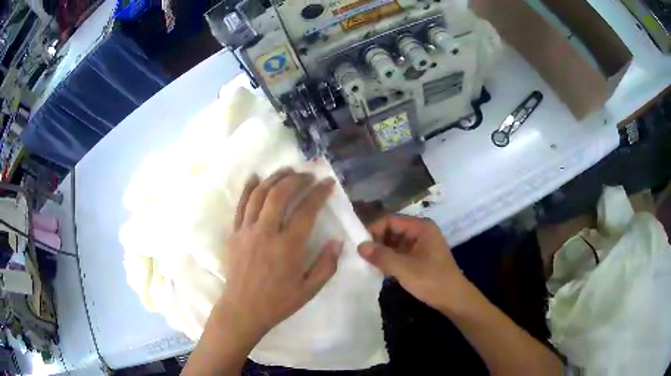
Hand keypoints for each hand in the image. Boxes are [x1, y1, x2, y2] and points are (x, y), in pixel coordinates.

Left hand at [219, 169, 341, 339]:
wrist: (242, 310)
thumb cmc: (278, 302)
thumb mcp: (309, 290)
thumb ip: (326, 265)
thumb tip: (337, 241)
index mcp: (288, 247)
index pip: (306, 210)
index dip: (319, 193)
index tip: (328, 183)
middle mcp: (266, 232)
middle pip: (280, 194)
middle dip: (296, 179)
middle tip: (308, 175)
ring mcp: (246, 230)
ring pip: (259, 195)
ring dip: (274, 178)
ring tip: (286, 170)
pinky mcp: (234, 233)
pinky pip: (241, 205)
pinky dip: (248, 188)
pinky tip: (255, 178)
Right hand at [358, 215, 467, 311]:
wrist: (453, 299)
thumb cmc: (432, 280)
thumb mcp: (405, 269)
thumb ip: (382, 256)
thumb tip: (359, 246)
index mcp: (421, 227)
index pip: (391, 220)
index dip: (374, 229)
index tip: (358, 244)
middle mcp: (420, 232)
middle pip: (392, 230)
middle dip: (376, 241)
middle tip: (359, 254)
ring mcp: (420, 245)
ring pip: (394, 242)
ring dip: (381, 251)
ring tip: (364, 261)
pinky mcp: (418, 257)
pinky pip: (399, 252)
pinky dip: (388, 258)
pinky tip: (376, 267)